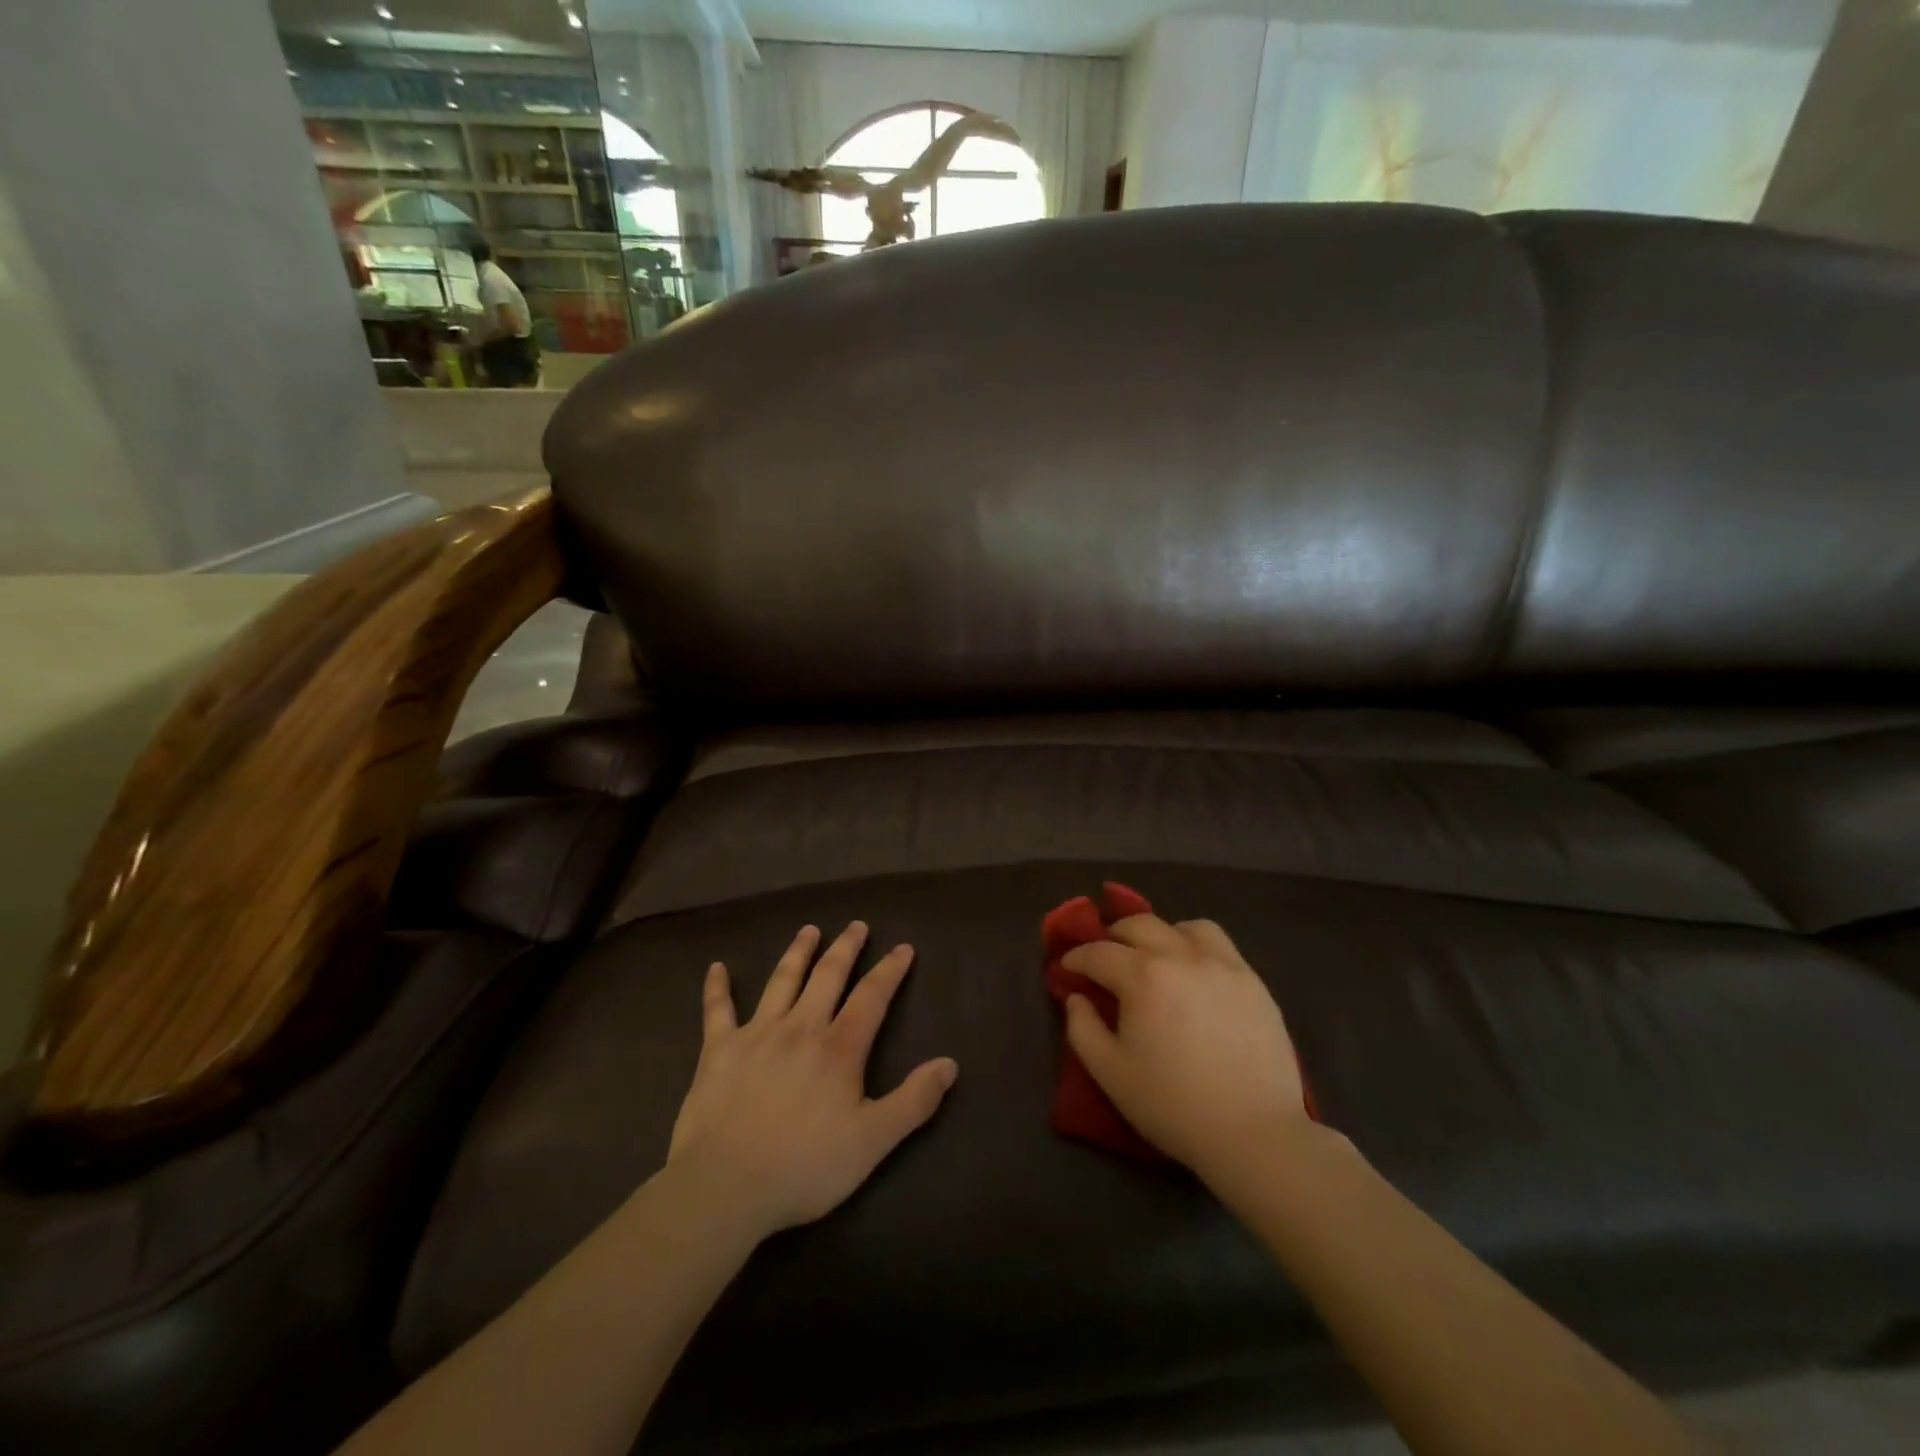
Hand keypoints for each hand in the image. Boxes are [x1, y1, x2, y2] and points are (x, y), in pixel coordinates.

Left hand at [667, 922, 957, 1238]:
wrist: (725, 1186)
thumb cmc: (805, 1166)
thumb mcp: (873, 1141)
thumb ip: (914, 1101)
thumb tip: (950, 1063)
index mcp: (839, 1048)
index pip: (872, 997)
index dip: (890, 970)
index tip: (903, 947)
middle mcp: (800, 1028)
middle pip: (828, 976)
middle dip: (846, 948)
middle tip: (857, 925)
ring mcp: (756, 1034)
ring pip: (781, 981)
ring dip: (797, 952)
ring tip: (809, 930)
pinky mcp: (718, 1050)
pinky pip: (717, 1010)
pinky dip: (717, 988)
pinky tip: (716, 967)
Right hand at [1062, 915, 1314, 1176]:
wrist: (1255, 1134)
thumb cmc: (1173, 1106)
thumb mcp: (1110, 1074)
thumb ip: (1083, 1029)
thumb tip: (1076, 997)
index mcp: (1142, 977)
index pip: (1099, 953)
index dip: (1077, 957)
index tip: (1068, 967)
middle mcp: (1181, 956)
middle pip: (1138, 925)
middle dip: (1113, 937)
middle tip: (1105, 959)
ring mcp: (1221, 964)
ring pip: (1182, 927)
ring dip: (1159, 934)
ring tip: (1155, 957)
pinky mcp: (1252, 980)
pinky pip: (1219, 943)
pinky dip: (1196, 944)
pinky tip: (1194, 971)